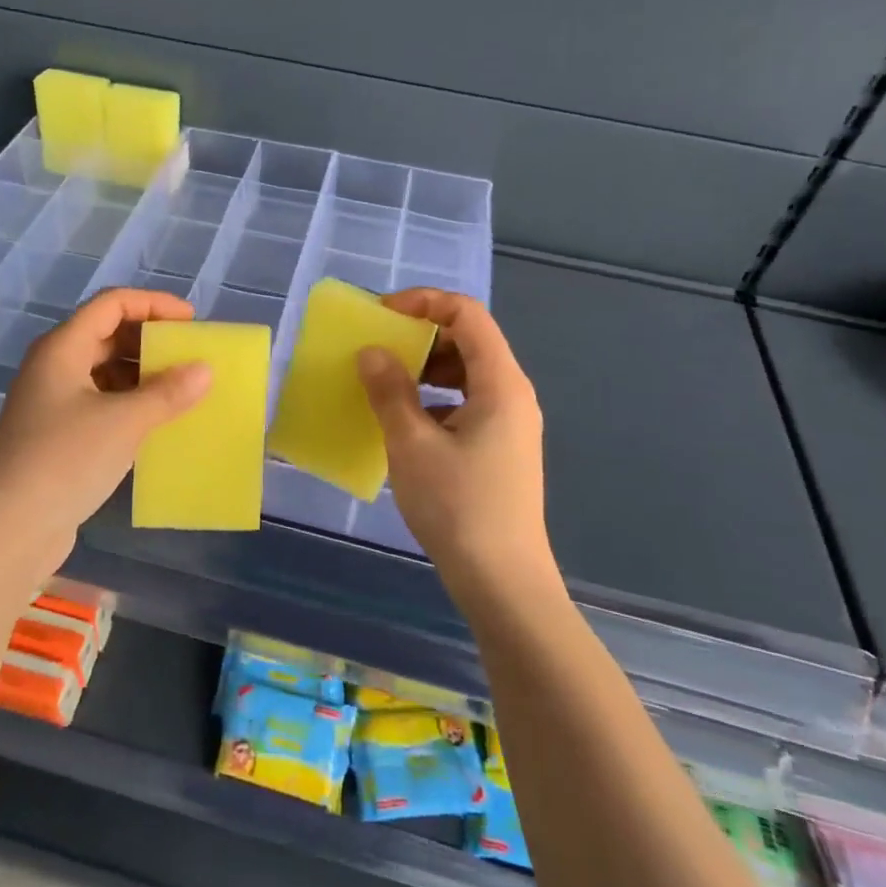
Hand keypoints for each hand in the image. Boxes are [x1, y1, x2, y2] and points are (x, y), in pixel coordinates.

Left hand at [0, 288, 212, 580]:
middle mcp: (52, 366)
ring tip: (180, 389)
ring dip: (141, 374)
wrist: (10, 531)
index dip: (154, 304)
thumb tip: (204, 370)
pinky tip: (154, 421)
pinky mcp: (55, 434)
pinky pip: (98, 401)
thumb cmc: (66, 461)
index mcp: (61, 348)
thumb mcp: (125, 422)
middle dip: (149, 340)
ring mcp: (50, 401)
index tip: (191, 322)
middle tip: (189, 355)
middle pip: (106, 334)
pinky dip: (128, 402)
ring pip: (103, 370)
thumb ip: (168, 392)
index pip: (112, 303)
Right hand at [357, 290, 550, 597]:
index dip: (425, 302)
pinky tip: (407, 424)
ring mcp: (510, 423)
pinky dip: (435, 398)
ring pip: (467, 373)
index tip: (383, 314)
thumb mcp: (412, 444)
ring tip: (388, 384)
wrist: (504, 584)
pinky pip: (467, 402)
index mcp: (501, 384)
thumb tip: (372, 352)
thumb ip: (389, 391)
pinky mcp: (501, 448)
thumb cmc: (459, 507)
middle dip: (422, 336)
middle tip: (380, 349)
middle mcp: (513, 395)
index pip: (468, 315)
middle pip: (470, 340)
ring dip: (426, 368)